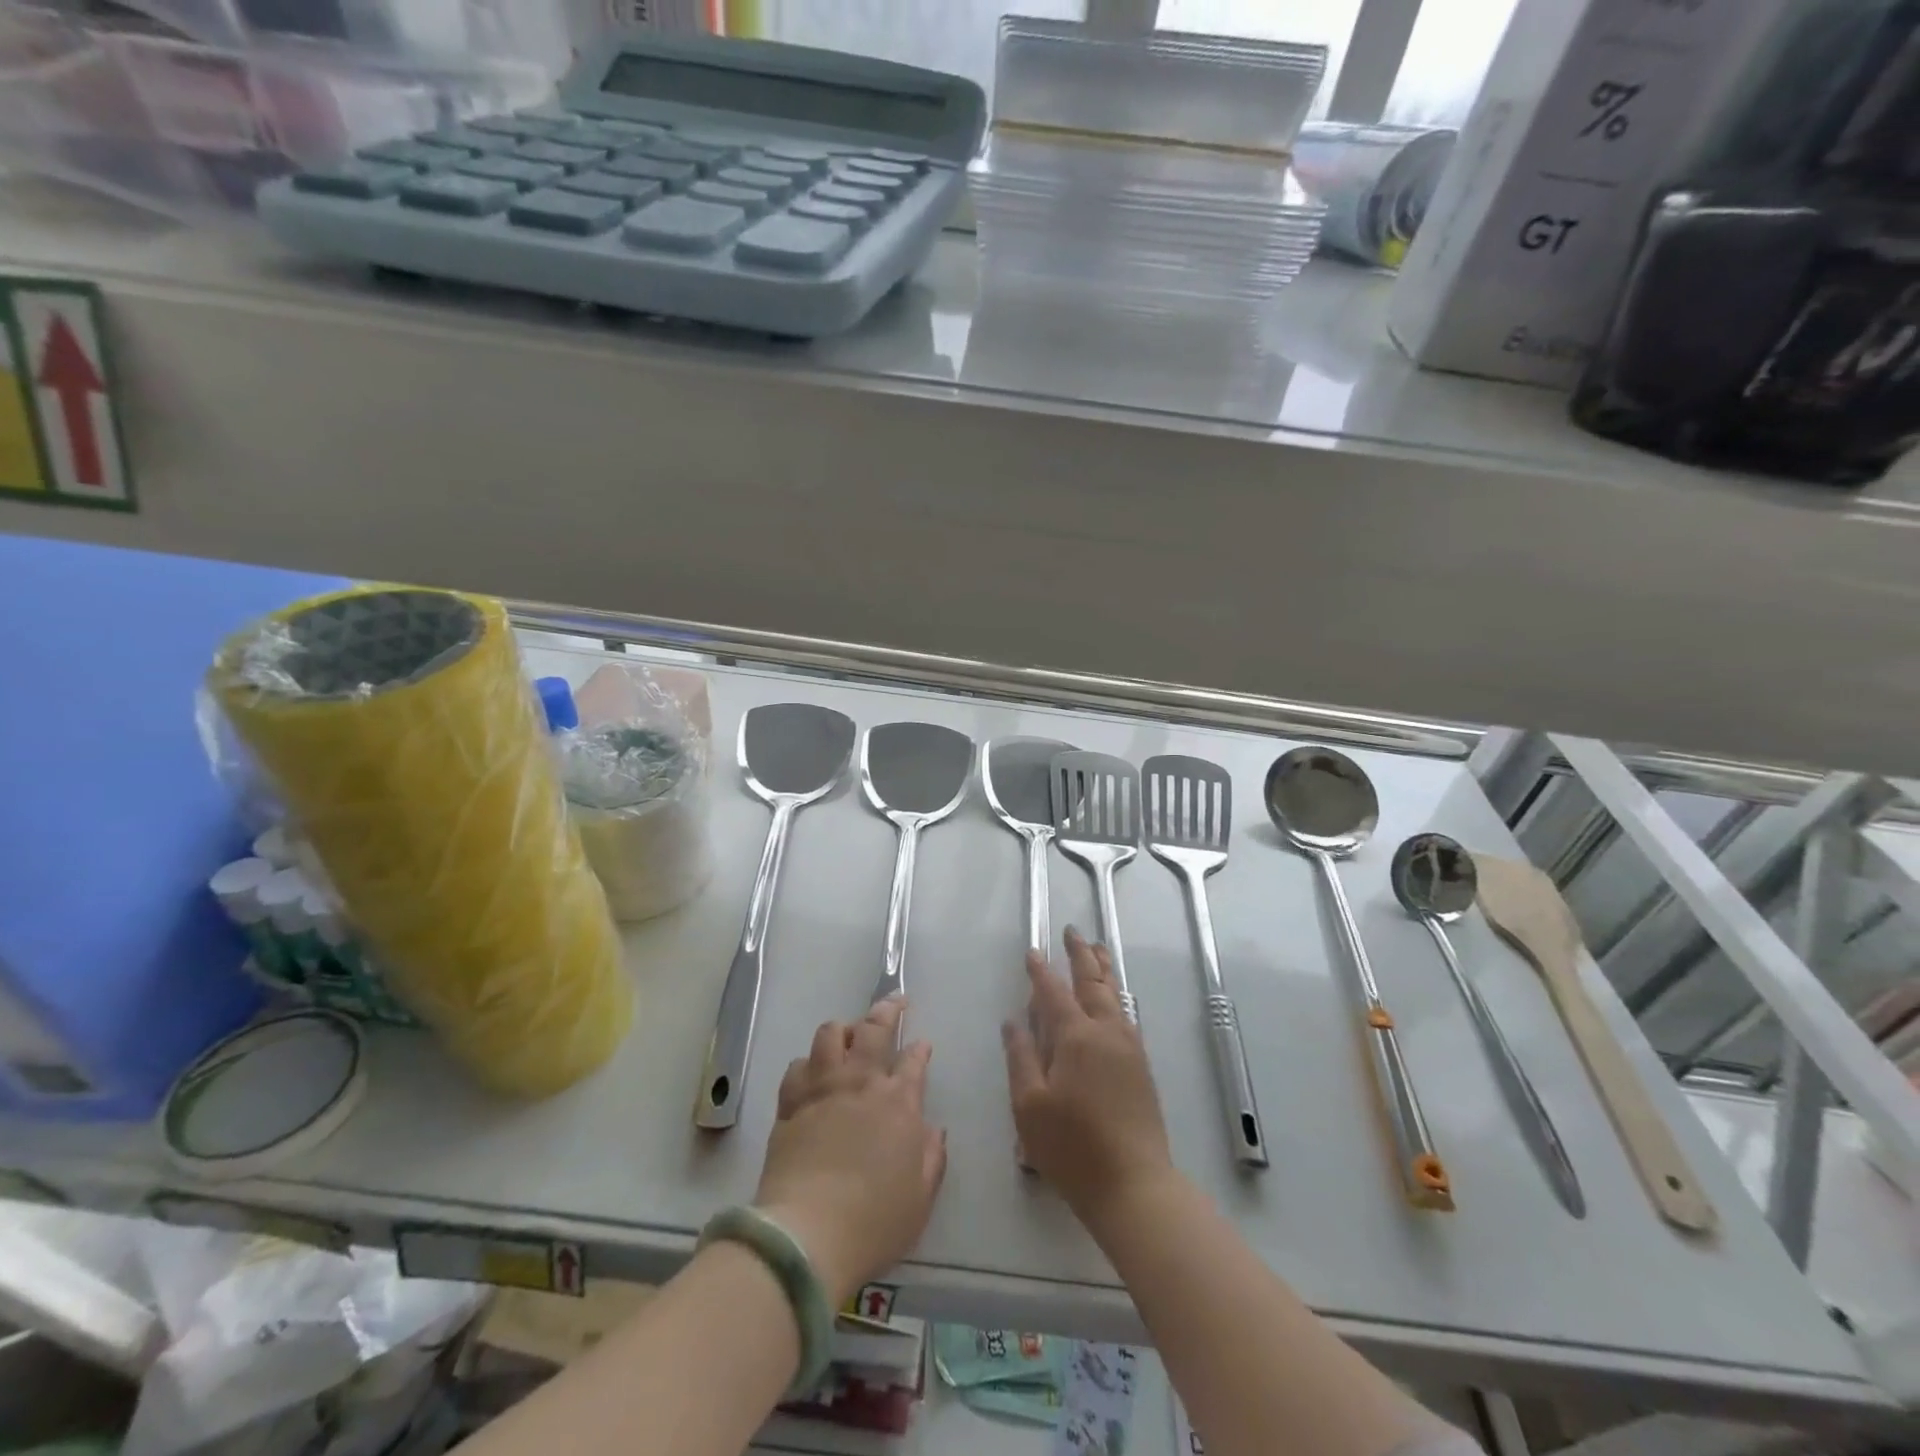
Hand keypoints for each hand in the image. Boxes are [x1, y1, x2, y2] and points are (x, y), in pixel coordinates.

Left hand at [755, 997, 946, 1308]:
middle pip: (875, 1028)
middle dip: (887, 1009)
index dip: (920, 1049)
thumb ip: (932, 1157)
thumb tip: (934, 1129)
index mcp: (899, 1102)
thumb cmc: (874, 1221)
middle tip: (894, 1001)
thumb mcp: (921, 1198)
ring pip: (830, 1033)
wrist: (808, 1233)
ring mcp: (823, 1088)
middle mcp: (861, 1082)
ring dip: (843, 1029)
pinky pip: (798, 1066)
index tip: (922, 1044)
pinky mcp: (791, 1103)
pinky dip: (808, 1063)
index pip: (914, 1060)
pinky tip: (811, 1071)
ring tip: (848, 1034)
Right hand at [1002, 928, 1174, 1227]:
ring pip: (1115, 995)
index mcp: (1076, 1037)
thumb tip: (1014, 1021)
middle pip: (1093, 982)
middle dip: (1081, 955)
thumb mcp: (1029, 1106)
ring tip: (1097, 949)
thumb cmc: (1073, 1148)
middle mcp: (1106, 1032)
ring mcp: (1129, 1048)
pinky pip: (1125, 1014)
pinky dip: (1115, 994)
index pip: (1053, 993)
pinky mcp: (1141, 1066)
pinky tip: (1112, 999)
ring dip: (1103, 969)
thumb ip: (1021, 1057)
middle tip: (1073, 932)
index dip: (1041, 971)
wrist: (1135, 1185)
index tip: (1033, 951)